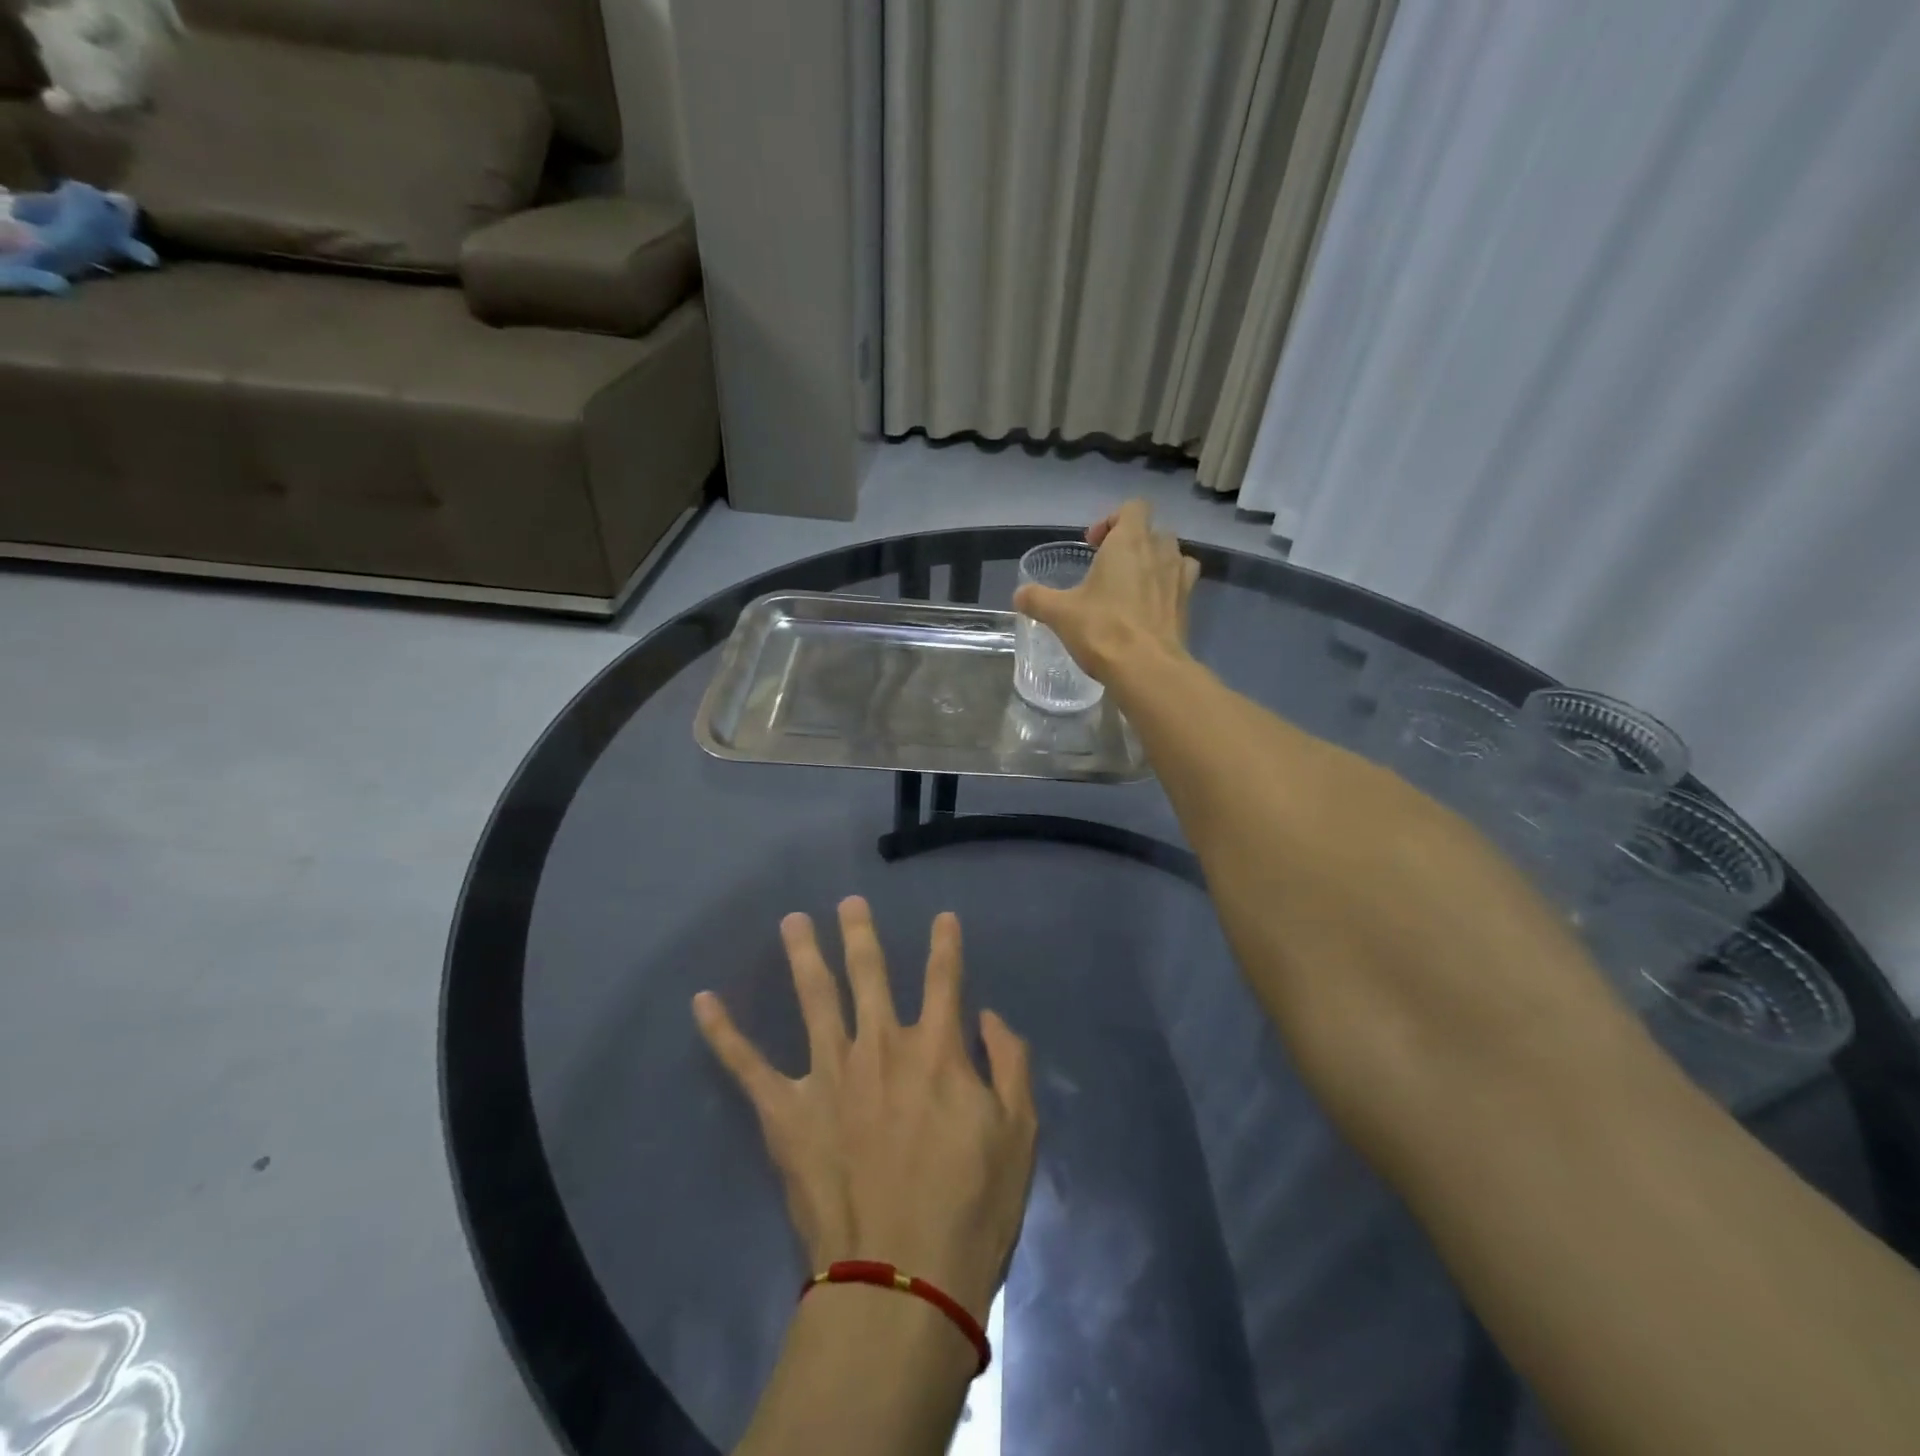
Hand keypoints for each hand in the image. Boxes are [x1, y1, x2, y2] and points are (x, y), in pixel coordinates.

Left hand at [692, 898, 1036, 1321]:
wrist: (902, 1281)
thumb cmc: (971, 1209)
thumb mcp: (1019, 1134)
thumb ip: (1009, 1064)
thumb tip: (987, 1018)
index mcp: (936, 1050)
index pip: (944, 979)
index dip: (945, 945)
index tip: (943, 918)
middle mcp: (880, 1046)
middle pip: (869, 973)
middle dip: (860, 933)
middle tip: (849, 902)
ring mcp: (830, 1075)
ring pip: (814, 998)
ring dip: (803, 954)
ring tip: (793, 921)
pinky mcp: (787, 1112)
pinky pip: (748, 1065)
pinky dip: (723, 1032)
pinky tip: (702, 1002)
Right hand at [1013, 500, 1199, 681]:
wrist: (1147, 669)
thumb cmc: (1102, 630)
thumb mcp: (1059, 613)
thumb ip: (1037, 599)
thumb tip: (1020, 595)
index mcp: (1129, 542)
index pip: (1132, 508)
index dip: (1112, 520)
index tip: (1093, 545)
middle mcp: (1160, 552)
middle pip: (1153, 530)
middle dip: (1133, 542)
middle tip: (1110, 567)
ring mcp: (1179, 578)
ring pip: (1173, 554)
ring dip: (1155, 562)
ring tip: (1134, 585)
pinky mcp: (1188, 605)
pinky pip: (1182, 582)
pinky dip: (1168, 587)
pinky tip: (1150, 606)